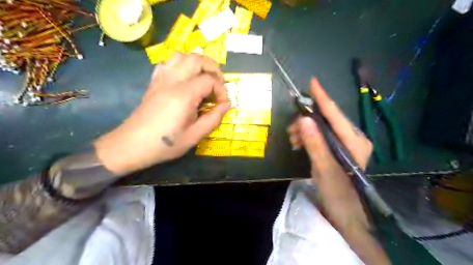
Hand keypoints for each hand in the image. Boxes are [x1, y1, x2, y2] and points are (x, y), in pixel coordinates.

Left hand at [93, 52, 228, 175]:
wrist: (132, 145)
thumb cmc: (165, 144)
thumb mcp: (195, 136)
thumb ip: (214, 119)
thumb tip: (226, 106)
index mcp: (184, 95)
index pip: (210, 80)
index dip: (221, 91)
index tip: (222, 105)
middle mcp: (172, 81)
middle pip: (196, 59)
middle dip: (213, 69)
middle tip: (218, 85)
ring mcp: (161, 79)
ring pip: (182, 56)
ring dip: (198, 63)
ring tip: (205, 78)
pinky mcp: (154, 82)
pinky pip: (169, 62)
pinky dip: (182, 64)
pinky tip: (186, 78)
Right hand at [288, 78, 373, 231]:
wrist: (346, 214)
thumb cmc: (338, 193)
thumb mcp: (324, 168)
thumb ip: (315, 144)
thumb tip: (304, 120)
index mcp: (354, 141)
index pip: (335, 114)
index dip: (322, 98)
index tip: (312, 82)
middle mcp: (352, 138)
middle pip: (327, 120)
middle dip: (307, 120)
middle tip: (291, 129)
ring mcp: (345, 144)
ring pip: (321, 128)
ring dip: (305, 131)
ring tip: (293, 140)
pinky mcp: (337, 150)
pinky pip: (320, 137)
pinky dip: (308, 138)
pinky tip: (298, 143)